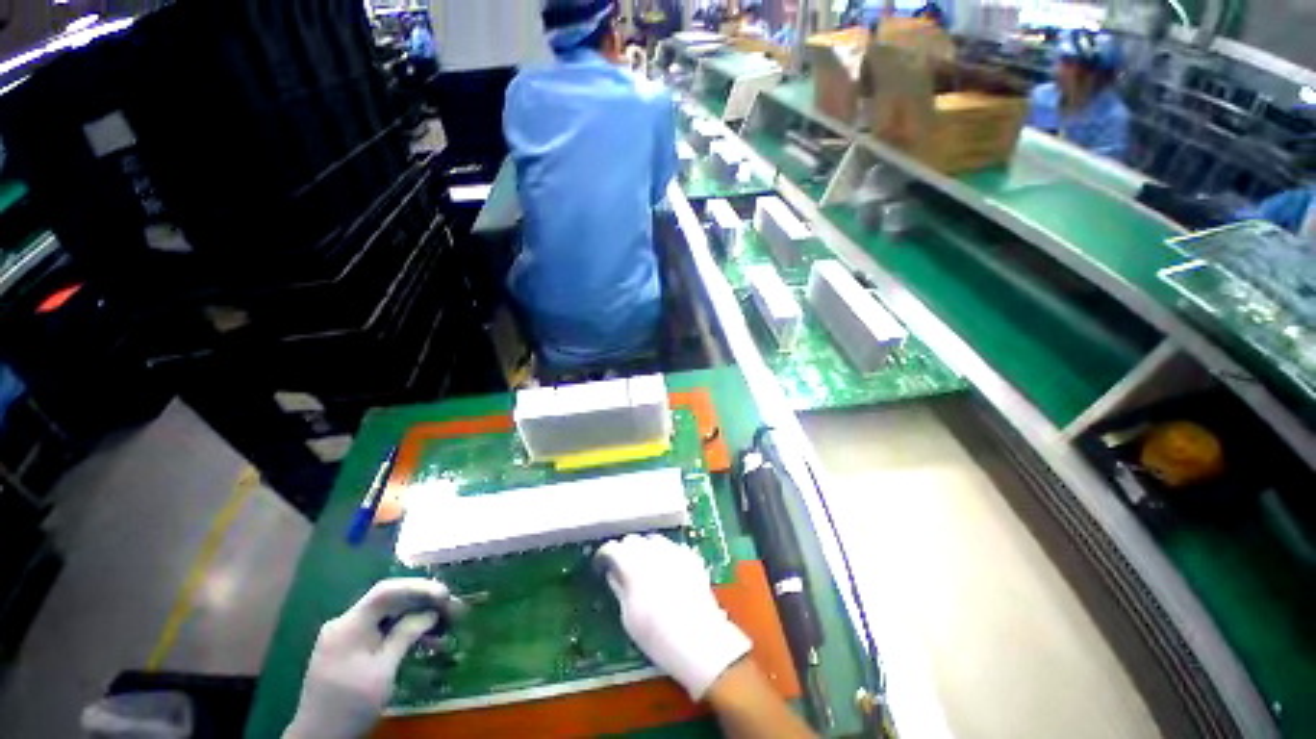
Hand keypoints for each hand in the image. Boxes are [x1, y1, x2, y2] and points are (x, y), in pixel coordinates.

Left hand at [284, 579, 457, 738]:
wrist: (318, 738)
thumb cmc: (351, 705)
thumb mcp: (383, 672)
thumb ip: (405, 636)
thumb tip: (431, 613)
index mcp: (349, 625)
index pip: (386, 591)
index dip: (418, 588)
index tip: (445, 594)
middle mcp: (344, 623)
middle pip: (388, 601)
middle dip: (420, 602)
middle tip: (450, 607)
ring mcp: (344, 636)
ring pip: (385, 615)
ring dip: (414, 617)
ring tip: (442, 623)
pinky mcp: (347, 648)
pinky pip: (378, 629)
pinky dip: (401, 630)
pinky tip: (422, 638)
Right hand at [596, 534, 751, 699]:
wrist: (699, 641)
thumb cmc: (657, 636)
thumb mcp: (629, 617)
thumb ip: (619, 587)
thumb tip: (613, 572)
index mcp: (634, 566)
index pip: (614, 548)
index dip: (606, 554)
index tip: (603, 564)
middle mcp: (654, 552)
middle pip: (633, 540)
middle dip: (625, 550)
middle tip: (623, 567)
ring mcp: (675, 552)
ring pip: (653, 539)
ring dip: (646, 549)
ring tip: (645, 567)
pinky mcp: (690, 557)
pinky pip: (672, 547)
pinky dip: (665, 554)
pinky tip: (666, 570)